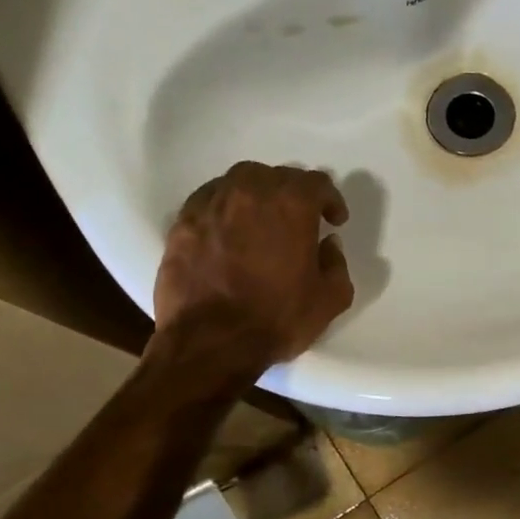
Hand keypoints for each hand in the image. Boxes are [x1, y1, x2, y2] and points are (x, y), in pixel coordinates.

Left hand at [153, 162, 352, 362]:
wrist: (210, 342)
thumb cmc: (277, 319)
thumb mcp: (330, 299)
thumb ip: (336, 264)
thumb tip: (327, 245)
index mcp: (291, 205)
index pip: (316, 183)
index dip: (330, 199)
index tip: (334, 221)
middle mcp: (249, 192)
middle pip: (277, 176)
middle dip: (293, 194)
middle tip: (300, 220)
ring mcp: (211, 204)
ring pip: (239, 181)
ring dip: (257, 195)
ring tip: (262, 221)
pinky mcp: (182, 223)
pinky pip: (210, 200)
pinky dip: (226, 207)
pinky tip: (229, 231)